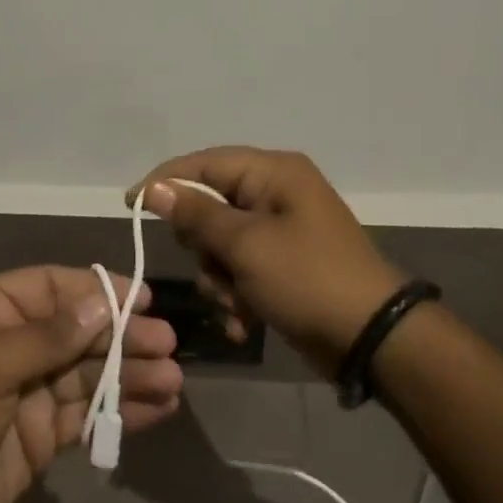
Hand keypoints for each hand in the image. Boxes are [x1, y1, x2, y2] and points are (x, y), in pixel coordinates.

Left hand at [0, 267, 181, 502]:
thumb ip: (47, 338)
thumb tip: (100, 304)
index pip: (52, 287)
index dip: (97, 290)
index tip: (142, 299)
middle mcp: (13, 345)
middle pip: (78, 330)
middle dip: (122, 335)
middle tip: (166, 344)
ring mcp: (29, 391)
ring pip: (89, 372)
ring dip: (130, 374)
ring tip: (172, 380)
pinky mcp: (42, 435)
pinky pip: (88, 413)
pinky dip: (121, 410)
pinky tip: (158, 409)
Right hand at [130, 147, 406, 377]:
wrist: (373, 339)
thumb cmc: (307, 279)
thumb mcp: (245, 245)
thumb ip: (195, 214)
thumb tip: (153, 189)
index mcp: (273, 173)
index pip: (203, 163)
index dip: (165, 182)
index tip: (129, 205)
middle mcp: (276, 193)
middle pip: (209, 207)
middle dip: (204, 247)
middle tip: (213, 269)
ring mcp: (281, 230)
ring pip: (221, 244)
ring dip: (220, 278)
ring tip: (236, 303)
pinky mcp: (284, 264)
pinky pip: (241, 268)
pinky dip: (237, 294)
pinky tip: (245, 320)